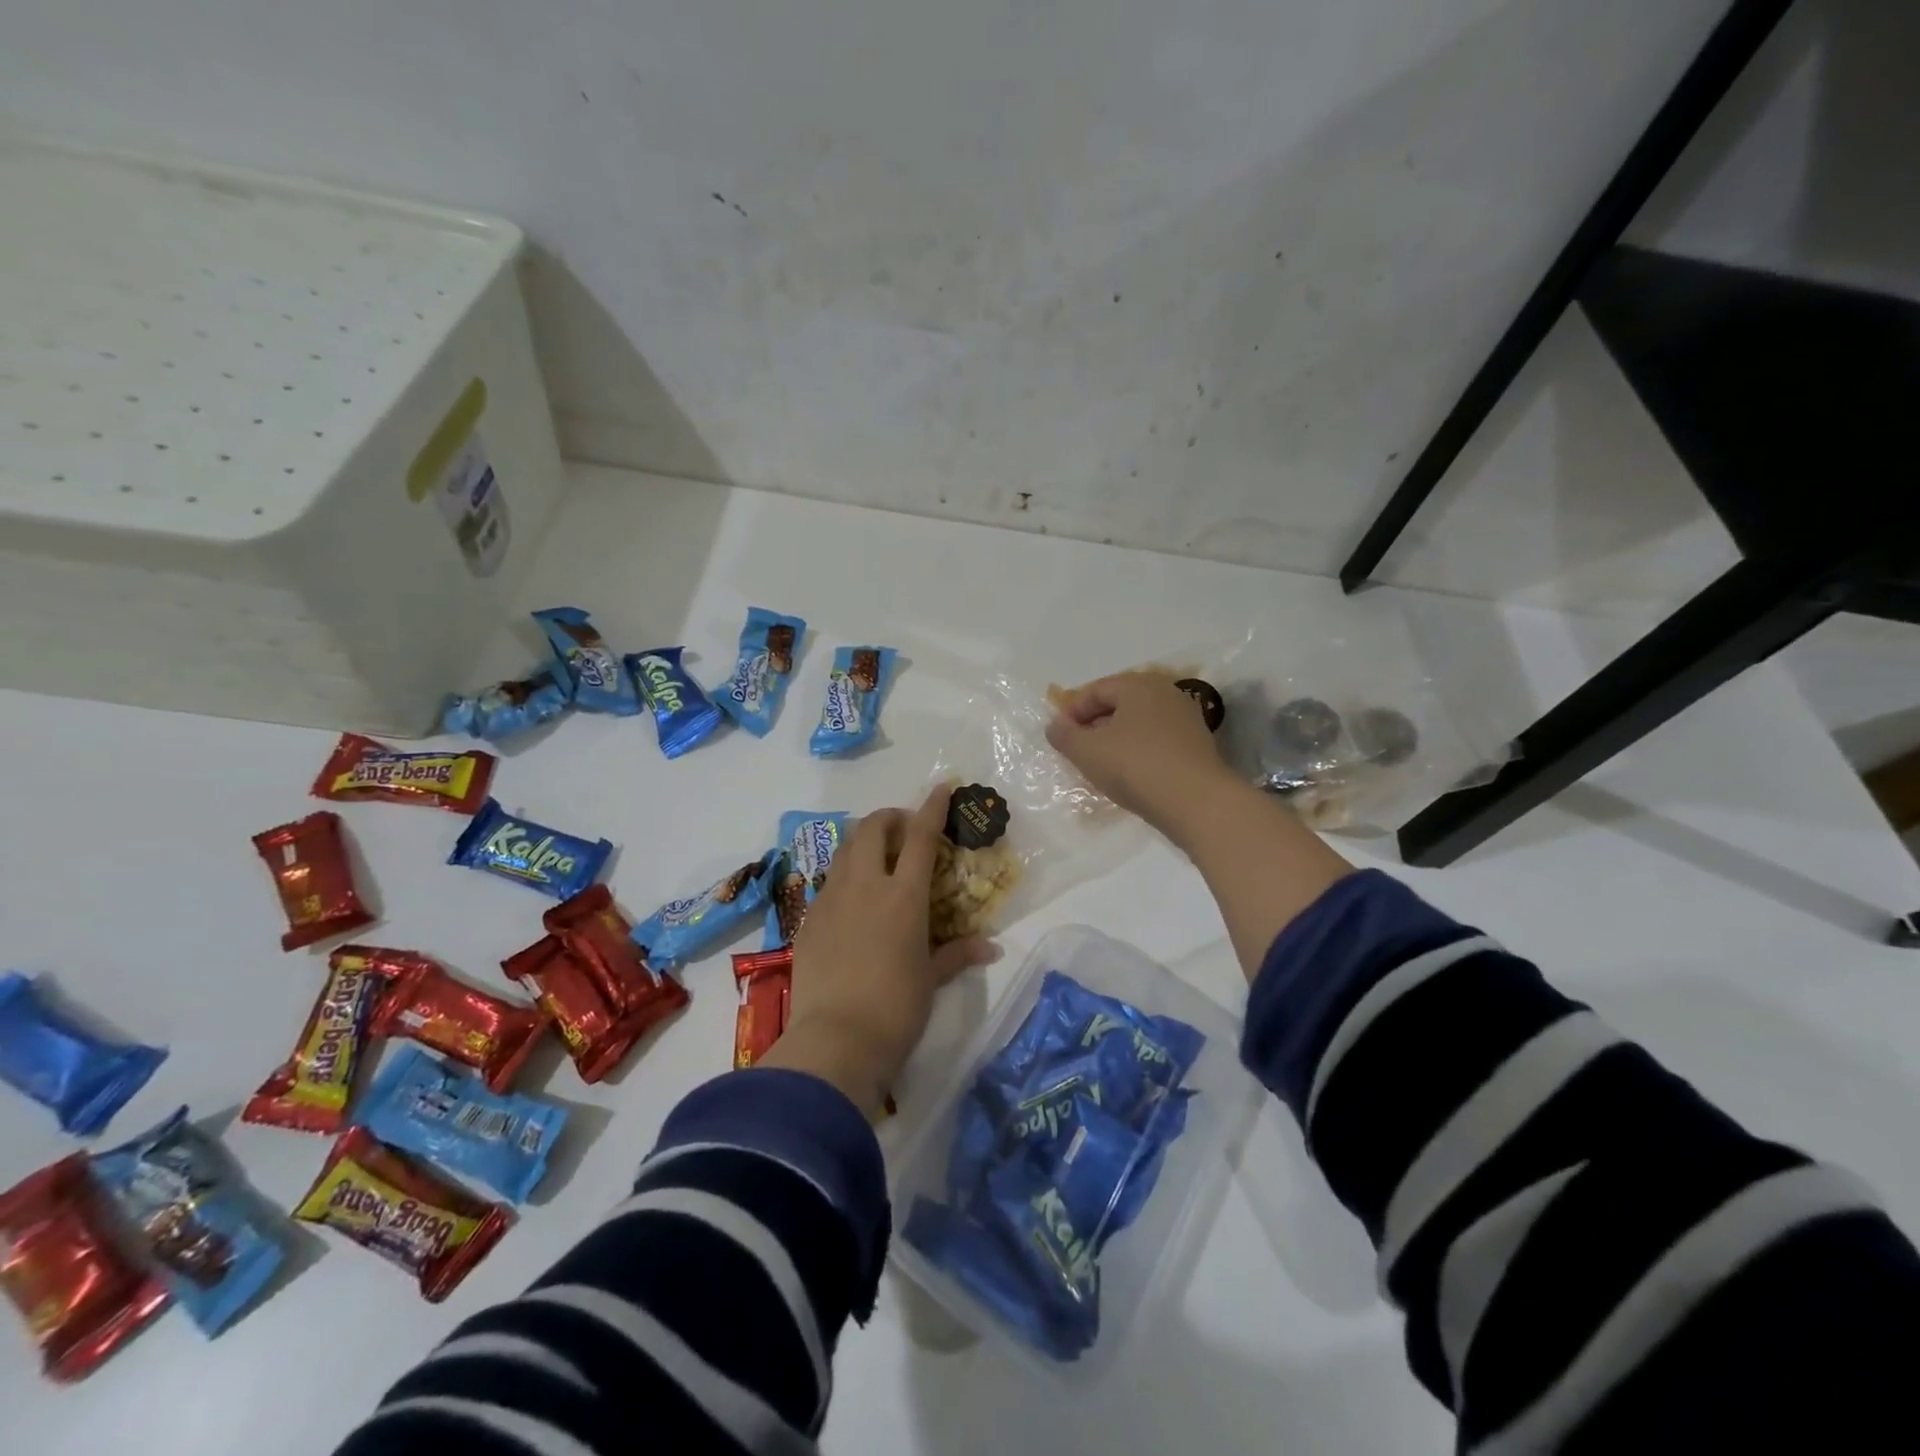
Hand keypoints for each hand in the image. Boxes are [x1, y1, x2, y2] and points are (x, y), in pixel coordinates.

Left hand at [762, 786, 998, 1116]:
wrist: (835, 1041)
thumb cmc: (896, 1008)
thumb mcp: (931, 979)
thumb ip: (957, 954)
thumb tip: (990, 947)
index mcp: (903, 895)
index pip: (920, 835)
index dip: (932, 806)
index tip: (942, 787)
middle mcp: (865, 885)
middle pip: (872, 828)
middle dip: (890, 818)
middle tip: (904, 833)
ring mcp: (831, 899)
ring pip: (845, 850)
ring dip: (864, 843)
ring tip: (878, 862)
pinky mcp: (808, 920)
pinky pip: (829, 882)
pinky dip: (846, 876)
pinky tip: (854, 903)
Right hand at [1046, 672, 1240, 844]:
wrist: (1196, 802)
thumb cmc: (1135, 766)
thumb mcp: (1087, 751)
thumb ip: (1064, 735)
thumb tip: (1056, 726)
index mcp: (1139, 685)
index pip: (1097, 690)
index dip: (1072, 711)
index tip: (1059, 736)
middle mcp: (1166, 694)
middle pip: (1121, 704)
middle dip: (1095, 725)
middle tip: (1078, 749)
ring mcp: (1187, 719)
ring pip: (1140, 724)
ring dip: (1117, 740)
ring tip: (1102, 765)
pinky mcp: (1198, 746)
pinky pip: (1158, 742)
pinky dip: (1139, 753)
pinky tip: (1131, 775)